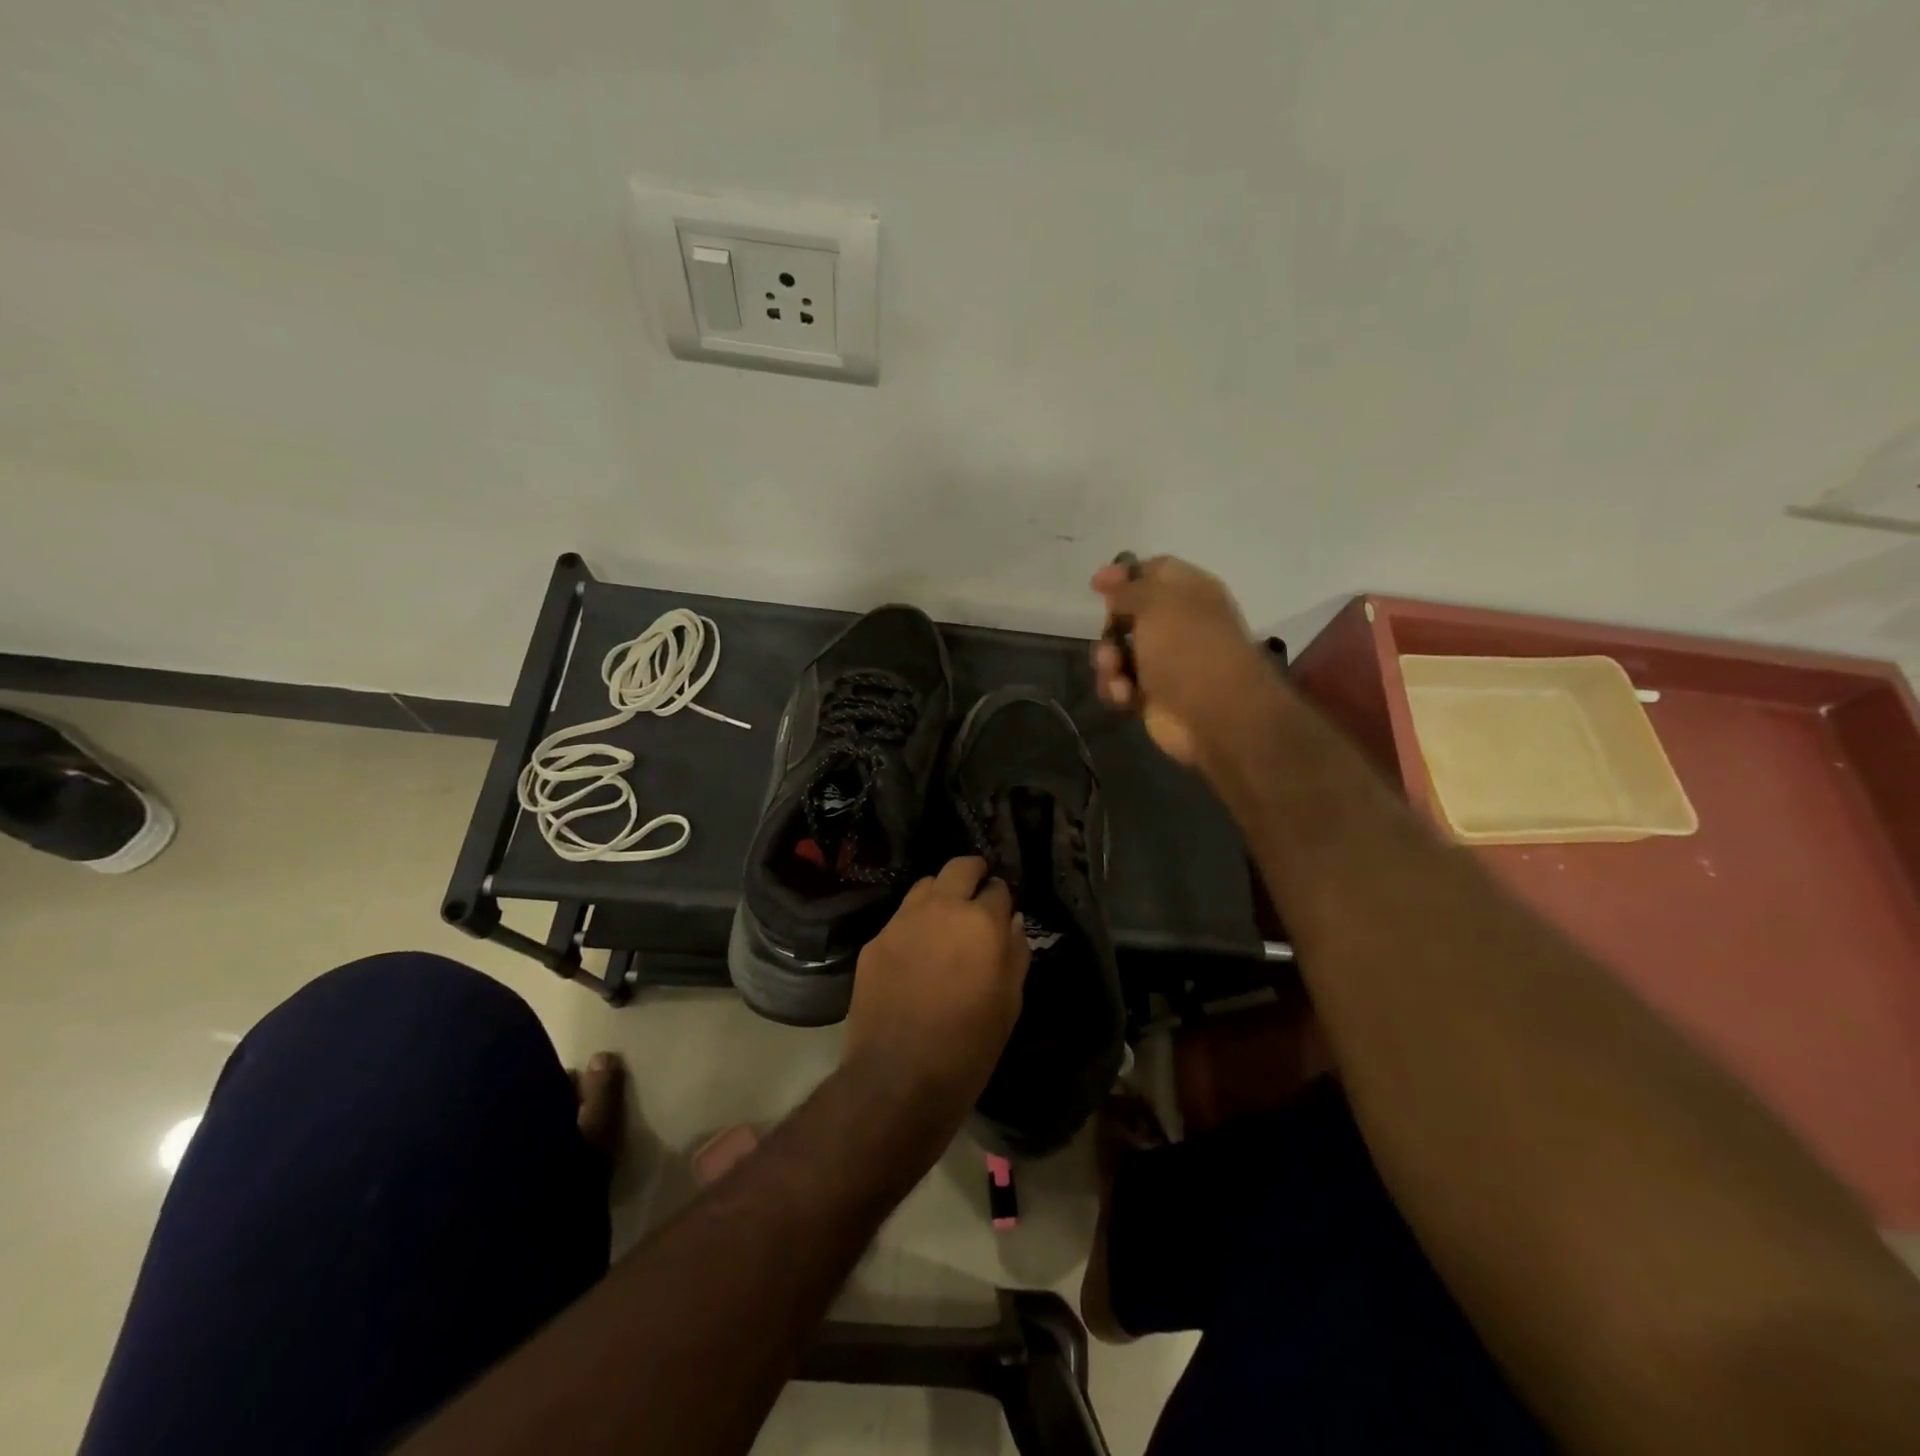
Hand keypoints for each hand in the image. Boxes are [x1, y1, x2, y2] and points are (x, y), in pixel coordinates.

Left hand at [842, 857, 1030, 1116]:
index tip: (1001, 913)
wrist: (898, 1078)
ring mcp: (902, 922)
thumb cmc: (969, 1047)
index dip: (1002, 900)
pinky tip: (916, 953)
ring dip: (940, 895)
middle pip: (959, 867)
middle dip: (973, 874)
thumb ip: (1015, 954)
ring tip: (944, 922)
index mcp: (981, 923)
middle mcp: (941, 909)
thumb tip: (1012, 922)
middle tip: (977, 895)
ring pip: (925, 886)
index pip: (997, 888)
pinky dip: (914, 925)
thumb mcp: (1010, 1004)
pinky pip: (900, 919)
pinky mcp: (875, 941)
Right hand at [1091, 555, 1275, 779]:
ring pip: (1118, 652)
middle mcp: (1178, 624)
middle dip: (1111, 627)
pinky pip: (1120, 684)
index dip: (1125, 575)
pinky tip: (1124, 696)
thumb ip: (1128, 588)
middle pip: (1129, 615)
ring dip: (1108, 662)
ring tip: (1116, 672)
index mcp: (1189, 592)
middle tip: (1111, 635)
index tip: (1097, 585)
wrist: (1216, 714)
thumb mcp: (1156, 603)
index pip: (1154, 571)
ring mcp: (1165, 662)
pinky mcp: (1153, 696)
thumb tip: (1108, 577)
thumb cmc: (1188, 648)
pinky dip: (1116, 689)